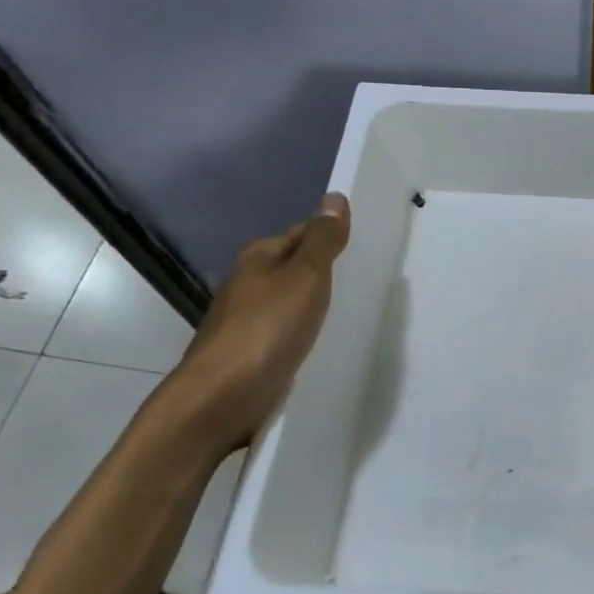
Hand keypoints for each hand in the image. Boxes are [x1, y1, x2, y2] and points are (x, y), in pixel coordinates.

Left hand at [164, 193, 351, 456]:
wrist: (222, 397)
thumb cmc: (267, 329)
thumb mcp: (305, 277)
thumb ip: (323, 240)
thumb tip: (335, 196)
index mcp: (260, 257)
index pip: (304, 233)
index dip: (333, 236)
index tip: (369, 245)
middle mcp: (250, 283)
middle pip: (297, 267)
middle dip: (328, 271)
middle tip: (371, 277)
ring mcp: (249, 321)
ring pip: (293, 302)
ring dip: (319, 304)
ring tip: (358, 309)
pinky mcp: (254, 354)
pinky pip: (289, 333)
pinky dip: (309, 332)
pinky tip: (328, 341)